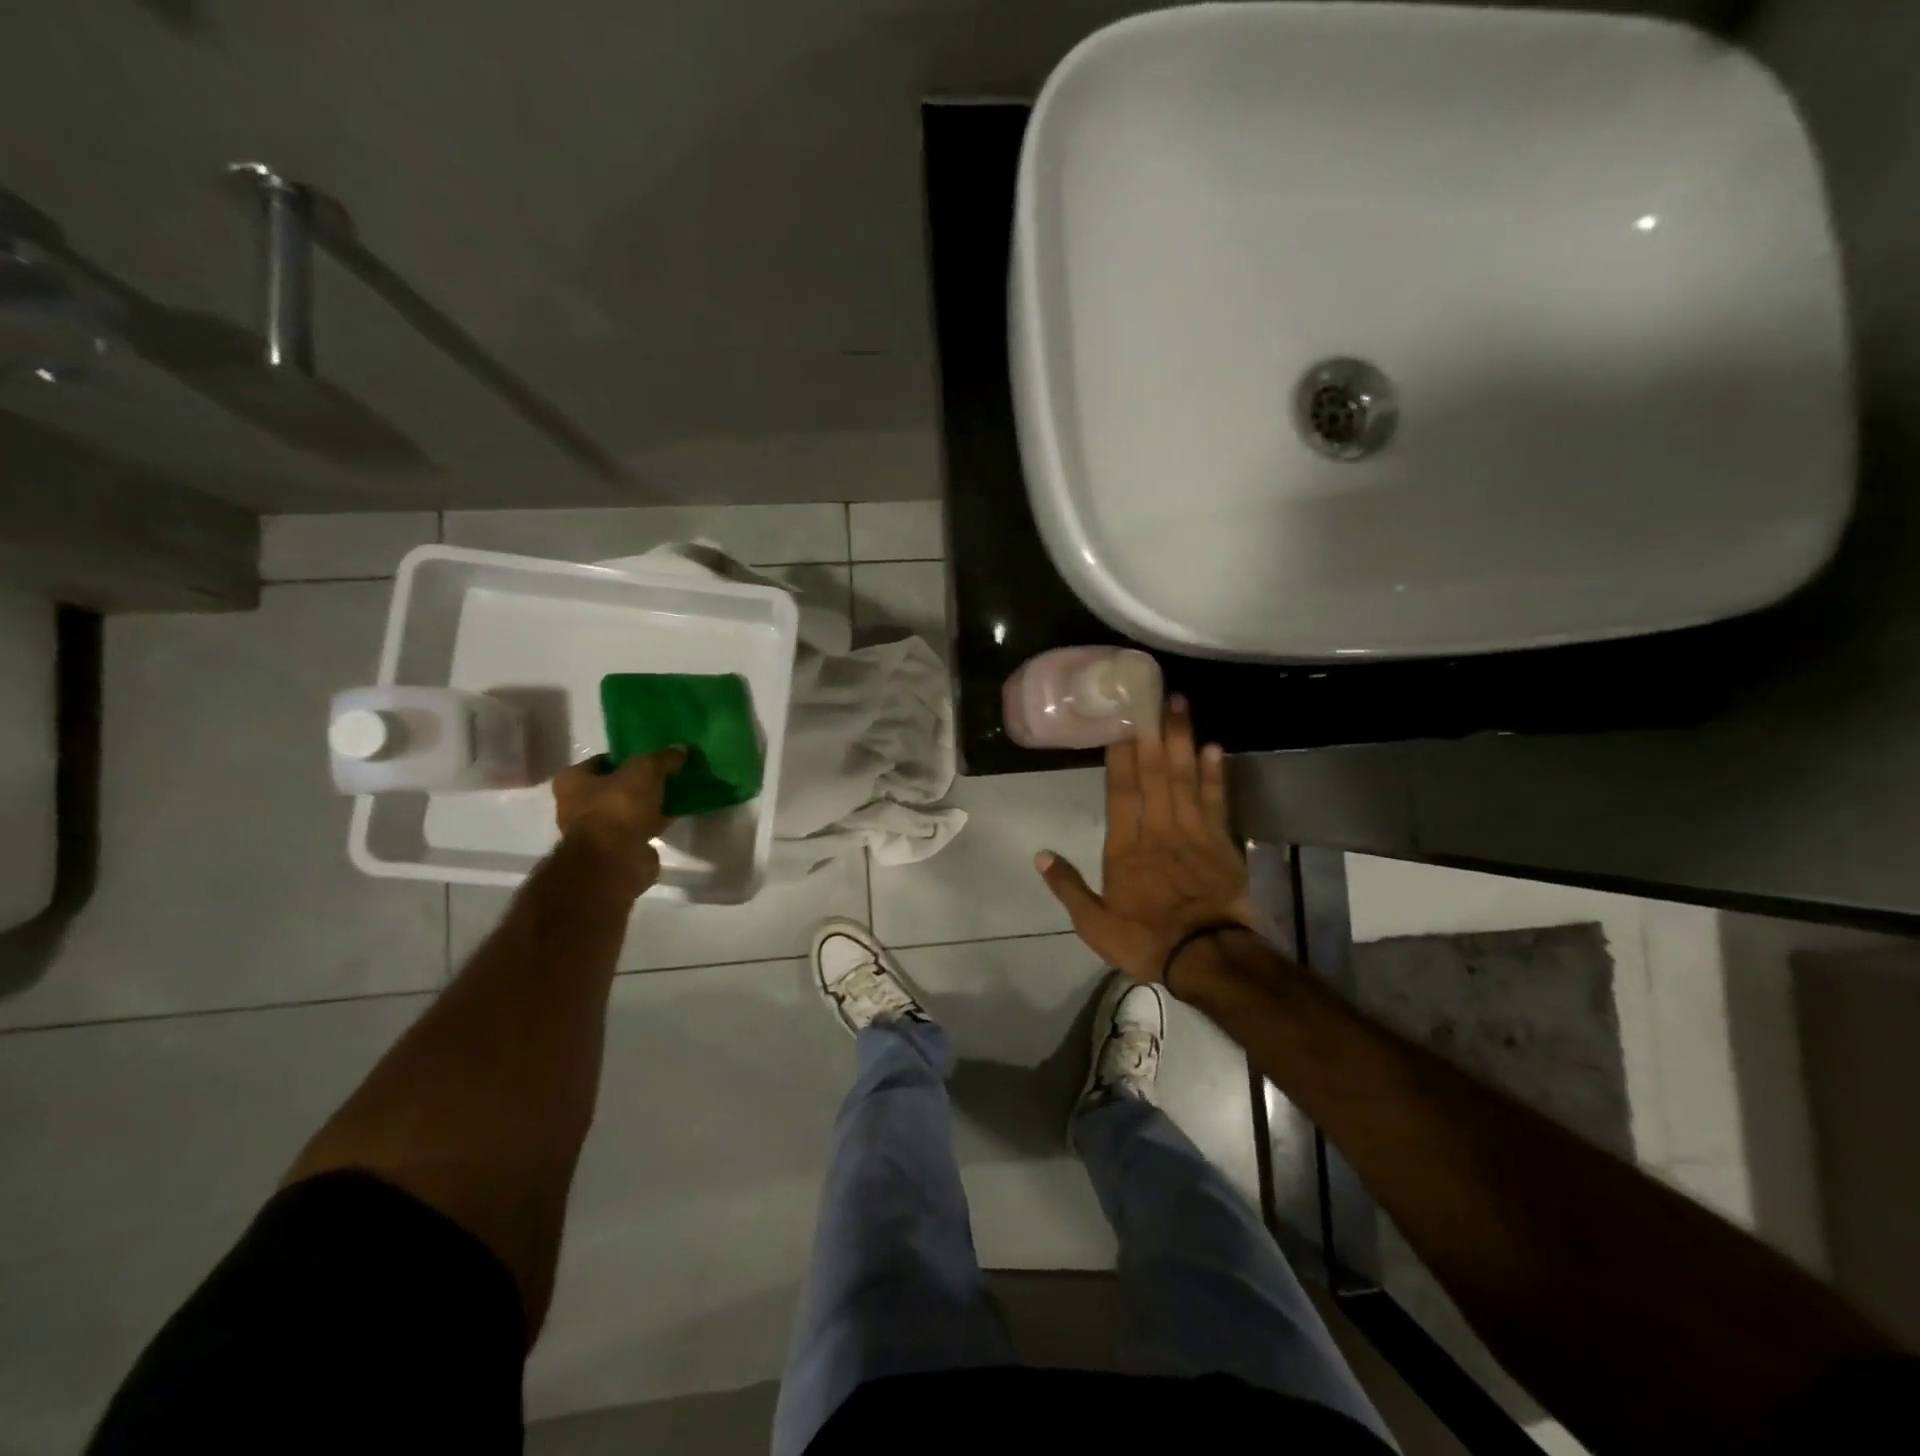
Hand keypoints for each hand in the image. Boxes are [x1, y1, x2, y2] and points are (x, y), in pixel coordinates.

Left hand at [552, 749, 684, 891]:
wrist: (615, 861)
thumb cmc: (618, 807)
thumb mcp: (645, 771)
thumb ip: (662, 758)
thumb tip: (681, 748)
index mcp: (572, 781)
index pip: (601, 761)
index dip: (626, 756)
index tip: (652, 755)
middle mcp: (578, 805)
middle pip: (615, 786)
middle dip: (639, 782)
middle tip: (667, 773)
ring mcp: (597, 830)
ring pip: (628, 809)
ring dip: (649, 804)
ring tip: (676, 792)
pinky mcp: (617, 849)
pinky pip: (640, 828)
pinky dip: (655, 822)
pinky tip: (676, 814)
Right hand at [1035, 697, 1255, 984]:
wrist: (1208, 957)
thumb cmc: (1146, 939)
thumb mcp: (1094, 924)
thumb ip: (1067, 886)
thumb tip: (1040, 854)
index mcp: (1125, 847)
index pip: (1121, 791)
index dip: (1120, 755)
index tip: (1120, 721)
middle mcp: (1158, 829)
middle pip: (1154, 773)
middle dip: (1153, 732)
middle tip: (1154, 695)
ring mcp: (1192, 832)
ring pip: (1185, 777)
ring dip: (1182, 740)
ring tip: (1180, 705)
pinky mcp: (1220, 842)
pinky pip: (1217, 800)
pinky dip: (1215, 773)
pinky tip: (1213, 746)